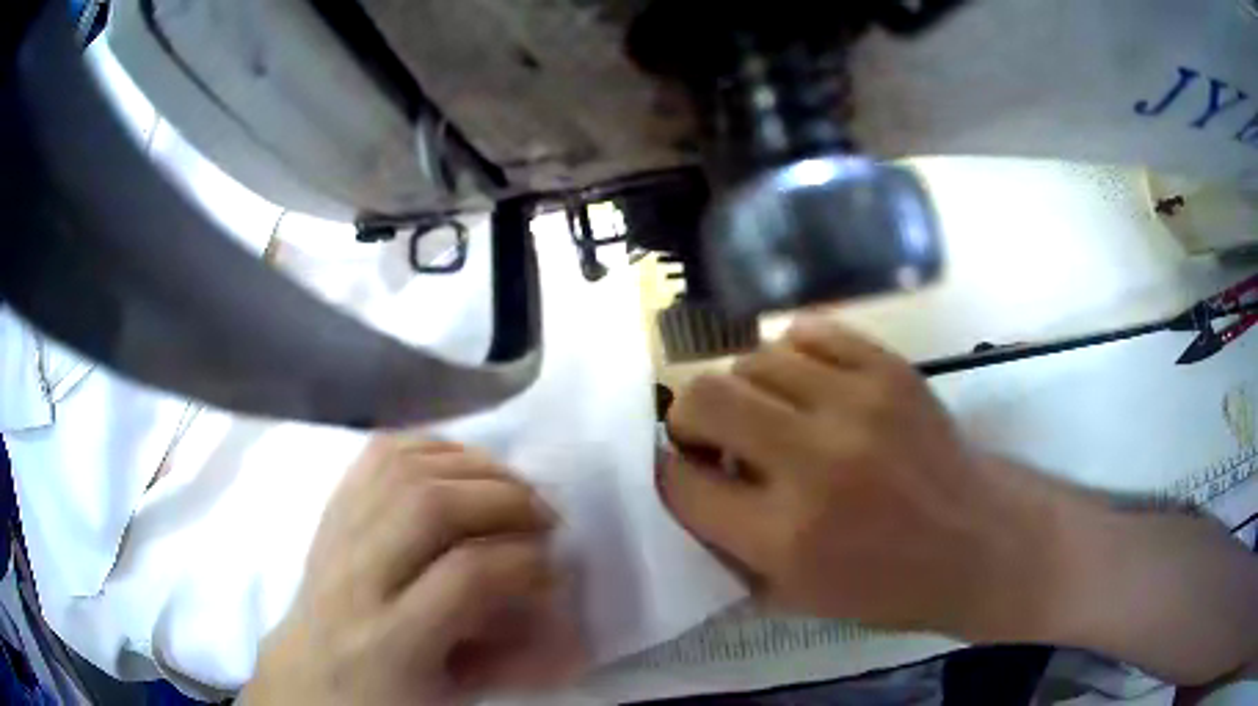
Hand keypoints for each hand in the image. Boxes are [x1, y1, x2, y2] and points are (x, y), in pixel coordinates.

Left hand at [243, 439, 583, 705]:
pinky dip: (429, 446)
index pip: (465, 577)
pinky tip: (460, 463)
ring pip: (402, 467)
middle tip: (542, 516)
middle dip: (502, 498)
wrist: (309, 676)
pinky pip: (378, 454)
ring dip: (471, 465)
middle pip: (428, 505)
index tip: (553, 565)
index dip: (523, 560)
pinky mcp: (329, 510)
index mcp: (388, 643)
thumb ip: (509, 657)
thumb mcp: (451, 696)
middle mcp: (354, 577)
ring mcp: (335, 534)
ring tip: (509, 487)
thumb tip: (562, 614)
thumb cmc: (385, 699)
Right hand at [660, 317, 1055, 639]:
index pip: (680, 482)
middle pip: (704, 398)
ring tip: (770, 413)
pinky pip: (807, 331)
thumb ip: (725, 546)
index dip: (671, 476)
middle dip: (690, 418)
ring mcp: (857, 403)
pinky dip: (792, 356)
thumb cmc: (885, 585)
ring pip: (753, 359)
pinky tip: (807, 384)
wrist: (976, 540)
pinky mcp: (889, 368)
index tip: (687, 473)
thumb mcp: (792, 597)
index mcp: (785, 536)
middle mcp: (814, 461)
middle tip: (714, 438)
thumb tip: (684, 483)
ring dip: (746, 389)